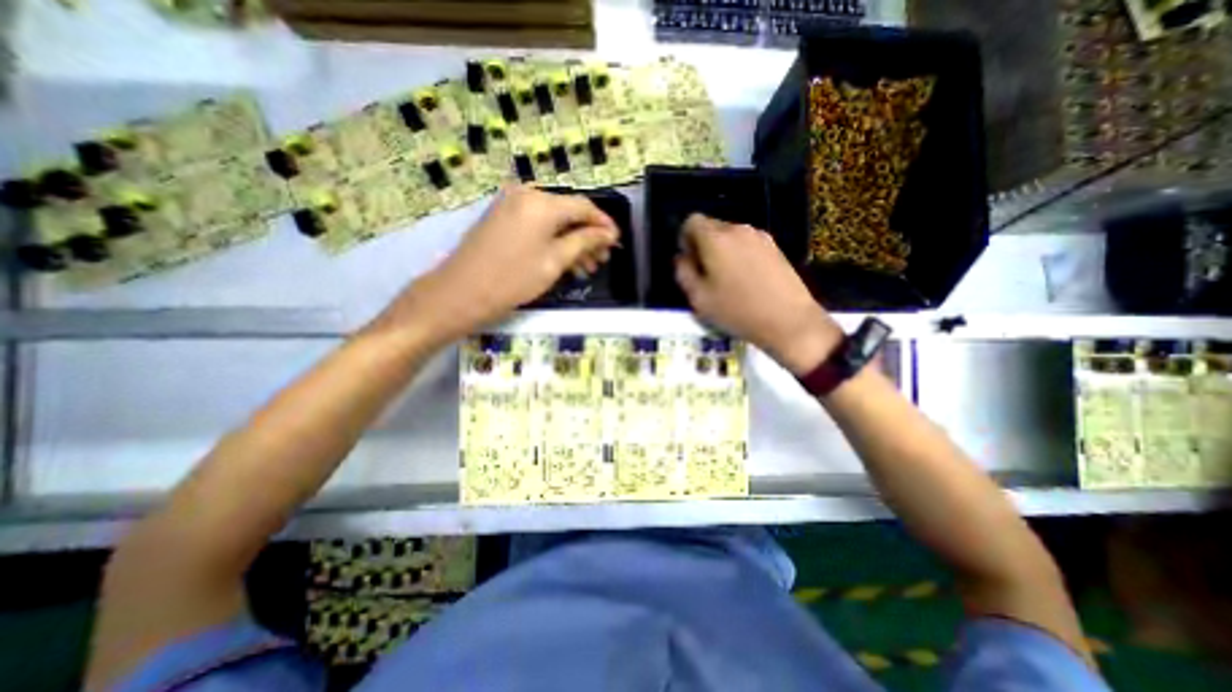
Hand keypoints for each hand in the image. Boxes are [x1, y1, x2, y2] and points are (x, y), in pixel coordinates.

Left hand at [364, 183, 615, 346]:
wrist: (461, 292)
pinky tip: (563, 260)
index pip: (584, 206)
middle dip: (588, 236)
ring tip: (586, 267)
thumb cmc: (513, 278)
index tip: (617, 242)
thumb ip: (584, 241)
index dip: (604, 224)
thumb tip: (608, 233)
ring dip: (572, 241)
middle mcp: (526, 194)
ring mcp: (511, 205)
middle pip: (568, 212)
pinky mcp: (502, 217)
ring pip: (553, 220)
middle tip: (601, 260)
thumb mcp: (555, 261)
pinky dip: (553, 240)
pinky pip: (537, 224)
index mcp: (542, 202)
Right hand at [677, 215, 843, 379]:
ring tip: (727, 279)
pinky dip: (740, 254)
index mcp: (716, 239)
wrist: (788, 320)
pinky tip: (746, 279)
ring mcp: (760, 236)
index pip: (692, 220)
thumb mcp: (699, 298)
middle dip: (703, 245)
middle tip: (705, 274)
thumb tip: (681, 257)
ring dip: (722, 250)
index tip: (689, 260)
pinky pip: (747, 244)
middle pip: (712, 226)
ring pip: (730, 236)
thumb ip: (683, 272)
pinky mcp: (775, 247)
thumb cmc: (737, 311)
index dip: (685, 238)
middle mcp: (738, 229)